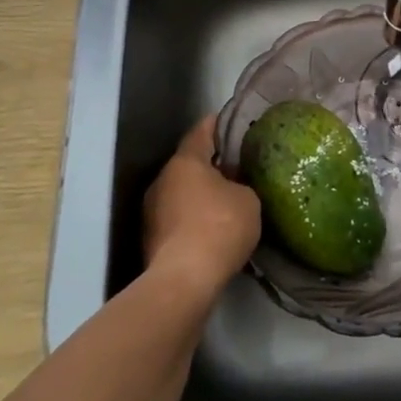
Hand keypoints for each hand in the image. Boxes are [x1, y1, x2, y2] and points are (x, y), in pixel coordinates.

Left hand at [142, 116, 260, 304]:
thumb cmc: (220, 227)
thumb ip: (242, 184)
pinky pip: (178, 216)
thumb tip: (234, 185)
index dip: (217, 124)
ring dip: (201, 193)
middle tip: (237, 165)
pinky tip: (214, 227)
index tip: (230, 120)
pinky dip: (194, 217)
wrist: (184, 280)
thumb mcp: (248, 199)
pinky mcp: (152, 237)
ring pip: (182, 192)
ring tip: (228, 199)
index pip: (202, 131)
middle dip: (211, 164)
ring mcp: (153, 210)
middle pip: (190, 163)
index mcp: (185, 162)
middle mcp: (163, 180)